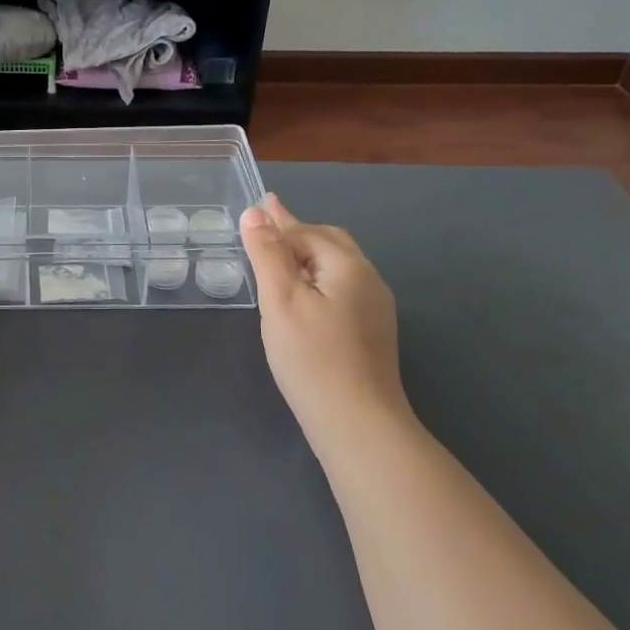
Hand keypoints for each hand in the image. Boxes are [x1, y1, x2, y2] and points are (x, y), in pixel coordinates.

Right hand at [240, 193, 409, 448]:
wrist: (359, 425)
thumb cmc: (313, 358)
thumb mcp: (281, 300)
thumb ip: (267, 253)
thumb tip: (255, 212)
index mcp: (347, 266)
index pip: (306, 232)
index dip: (278, 221)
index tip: (260, 204)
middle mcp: (368, 281)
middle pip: (329, 243)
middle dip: (298, 232)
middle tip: (268, 225)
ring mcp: (374, 310)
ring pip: (337, 267)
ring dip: (308, 255)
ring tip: (280, 255)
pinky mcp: (371, 334)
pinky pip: (341, 289)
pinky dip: (317, 278)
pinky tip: (304, 295)